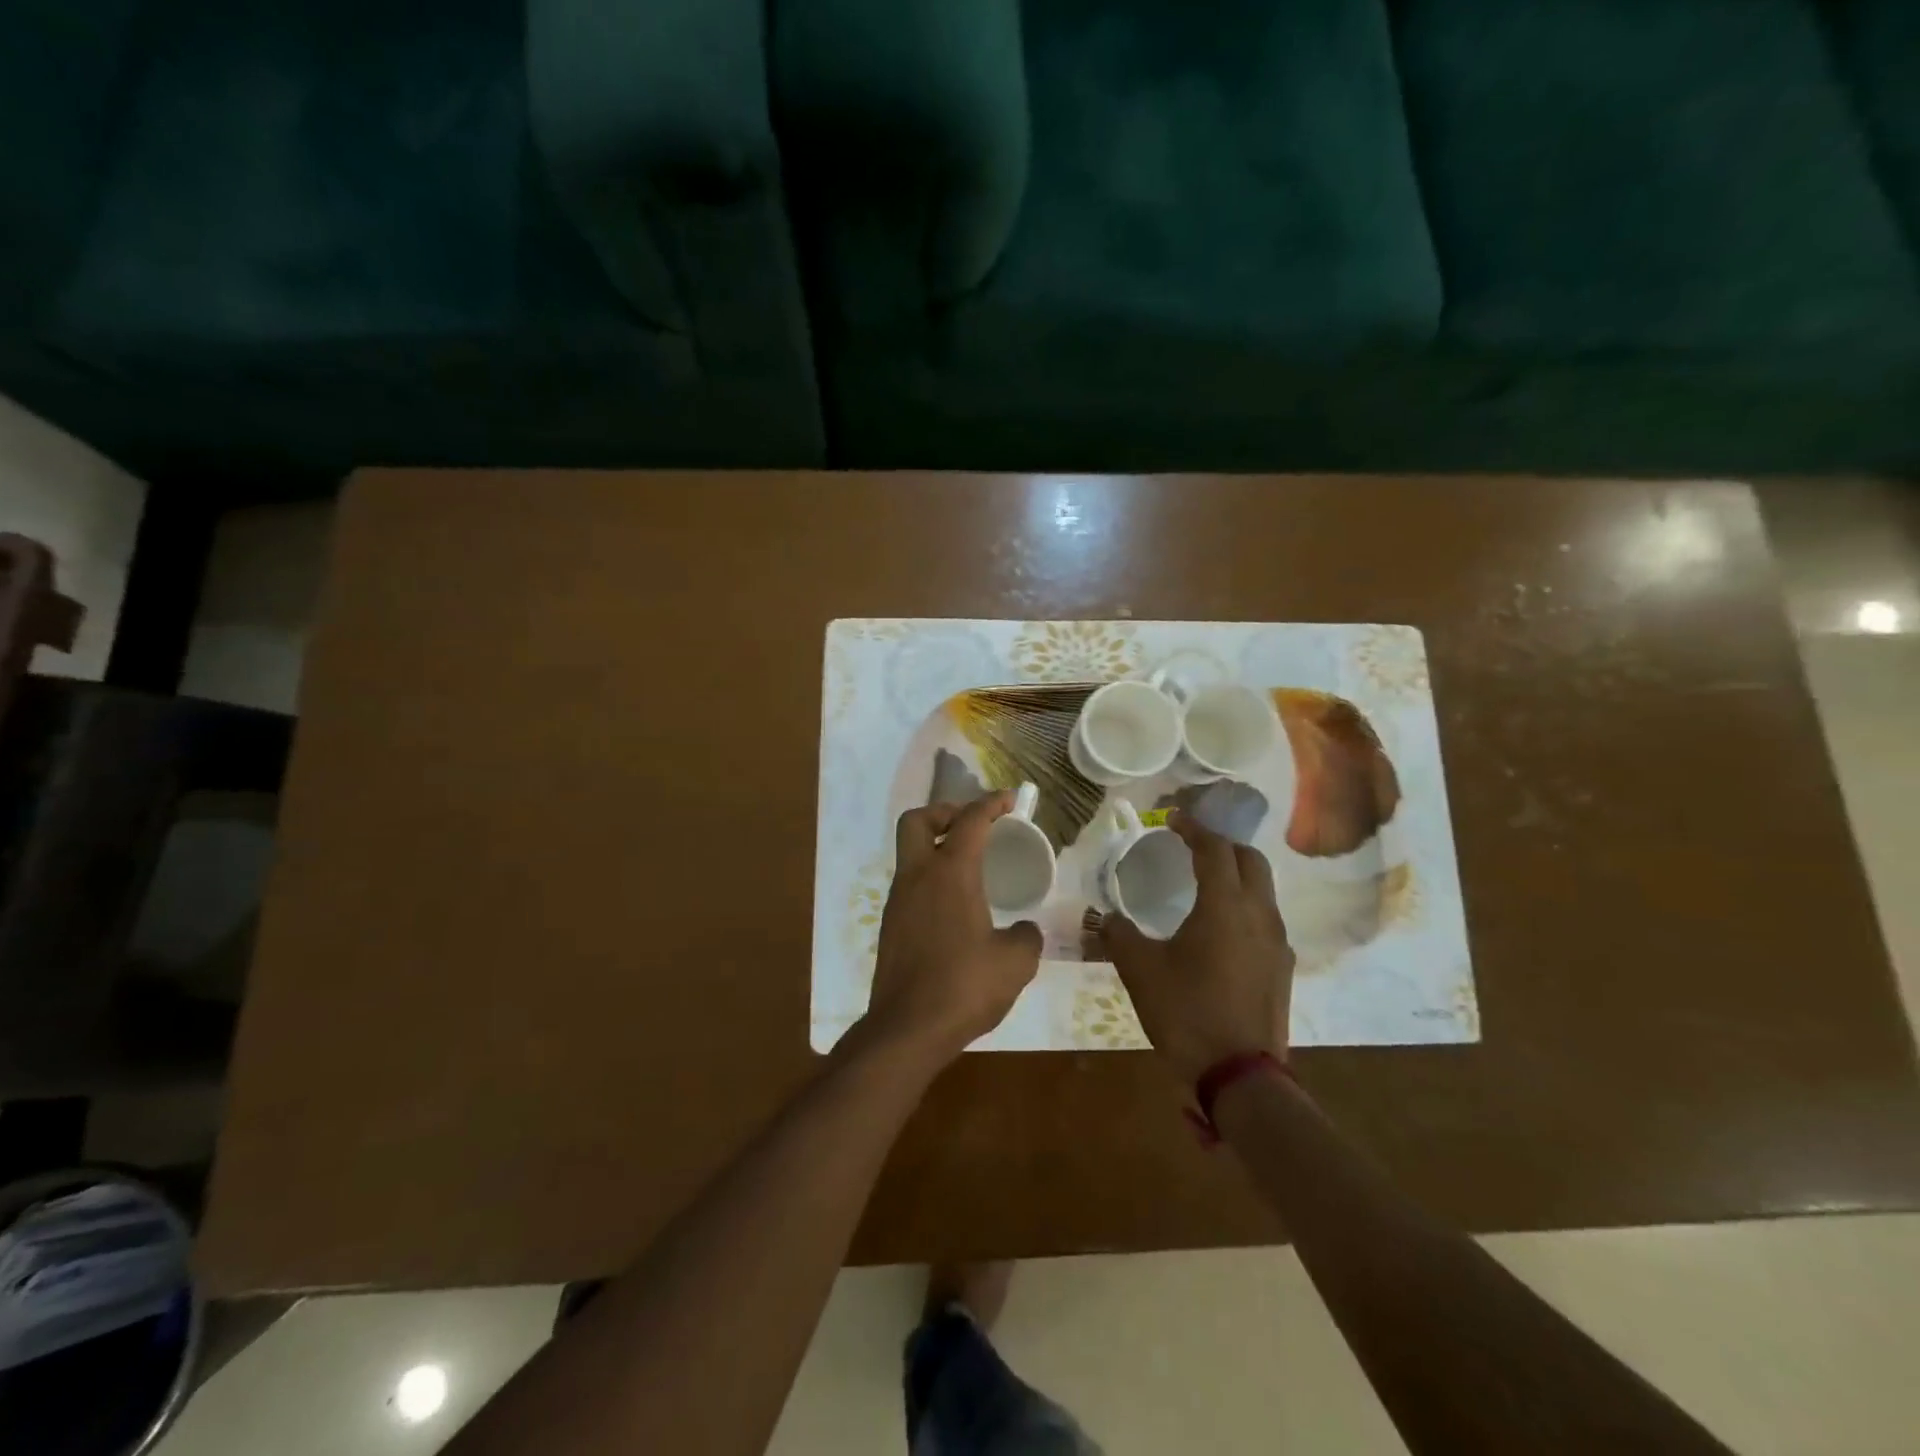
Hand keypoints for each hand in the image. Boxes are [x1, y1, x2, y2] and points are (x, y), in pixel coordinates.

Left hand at [861, 792, 1043, 1064]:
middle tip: (972, 826)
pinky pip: (910, 884)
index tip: (1010, 799)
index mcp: (950, 873)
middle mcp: (918, 877)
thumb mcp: (1015, 962)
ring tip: (969, 867)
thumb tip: (1023, 930)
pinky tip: (955, 906)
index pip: (969, 821)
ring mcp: (898, 901)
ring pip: (910, 853)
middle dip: (944, 812)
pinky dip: (930, 879)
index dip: (991, 803)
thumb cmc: (964, 986)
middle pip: (917, 820)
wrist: (907, 1029)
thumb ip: (1025, 936)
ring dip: (935, 847)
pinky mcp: (891, 926)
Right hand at [1101, 812, 1293, 1084]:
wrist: (1240, 1075)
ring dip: (1237, 875)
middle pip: (1250, 860)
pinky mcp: (1282, 968)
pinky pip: (1265, 919)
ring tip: (1206, 883)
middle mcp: (1259, 914)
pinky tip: (1222, 929)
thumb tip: (1105, 917)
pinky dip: (1245, 906)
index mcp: (1225, 905)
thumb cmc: (1187, 1012)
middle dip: (1222, 845)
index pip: (1214, 849)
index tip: (1174, 819)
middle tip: (1193, 846)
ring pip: (1263, 889)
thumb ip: (1119, 935)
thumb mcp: (1140, 971)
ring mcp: (1277, 942)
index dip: (1194, 828)